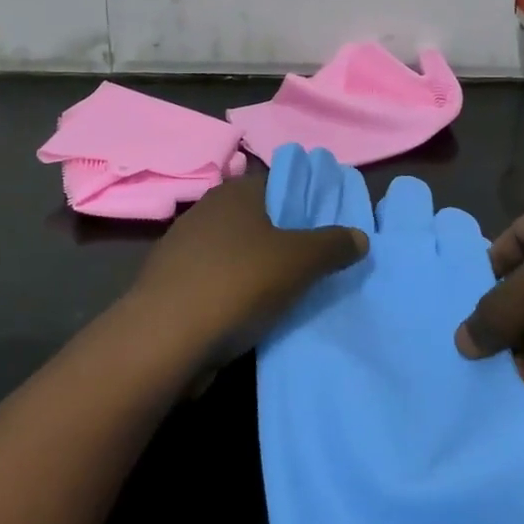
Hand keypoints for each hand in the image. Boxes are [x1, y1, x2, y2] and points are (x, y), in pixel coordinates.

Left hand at [128, 173, 367, 366]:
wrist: (163, 339)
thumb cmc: (238, 283)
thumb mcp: (301, 261)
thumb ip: (334, 245)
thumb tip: (360, 236)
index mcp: (235, 193)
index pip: (278, 184)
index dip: (304, 203)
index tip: (325, 227)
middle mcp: (205, 211)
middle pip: (256, 219)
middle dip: (281, 238)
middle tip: (311, 262)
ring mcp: (181, 249)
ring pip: (232, 252)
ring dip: (254, 269)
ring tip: (283, 293)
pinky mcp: (168, 285)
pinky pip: (212, 281)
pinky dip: (230, 293)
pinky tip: (246, 315)